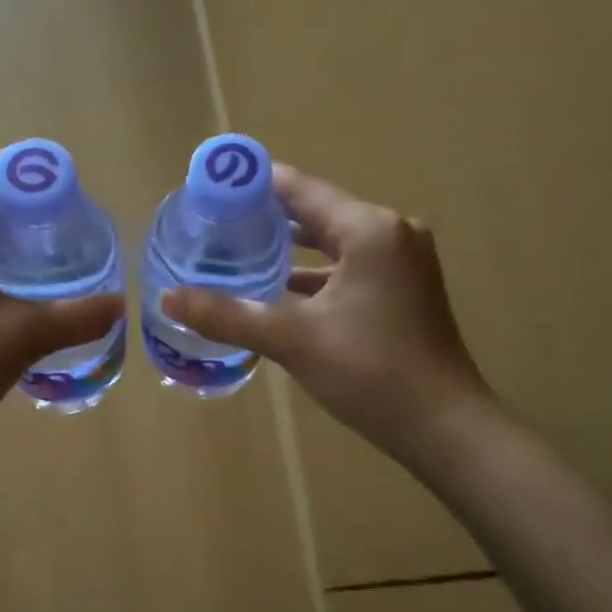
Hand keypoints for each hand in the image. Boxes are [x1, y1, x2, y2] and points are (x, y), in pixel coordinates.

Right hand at [162, 164, 495, 471]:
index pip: (300, 189)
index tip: (210, 184)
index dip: (253, 183)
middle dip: (265, 217)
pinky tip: (275, 289)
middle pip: (316, 212)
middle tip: (213, 221)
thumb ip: (226, 315)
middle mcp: (390, 234)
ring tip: (235, 250)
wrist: (444, 427)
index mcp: (369, 229)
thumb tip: (168, 299)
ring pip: (331, 243)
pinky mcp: (403, 290)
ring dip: (288, 248)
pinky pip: (347, 267)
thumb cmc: (371, 372)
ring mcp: (401, 263)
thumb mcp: (292, 339)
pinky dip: (312, 274)